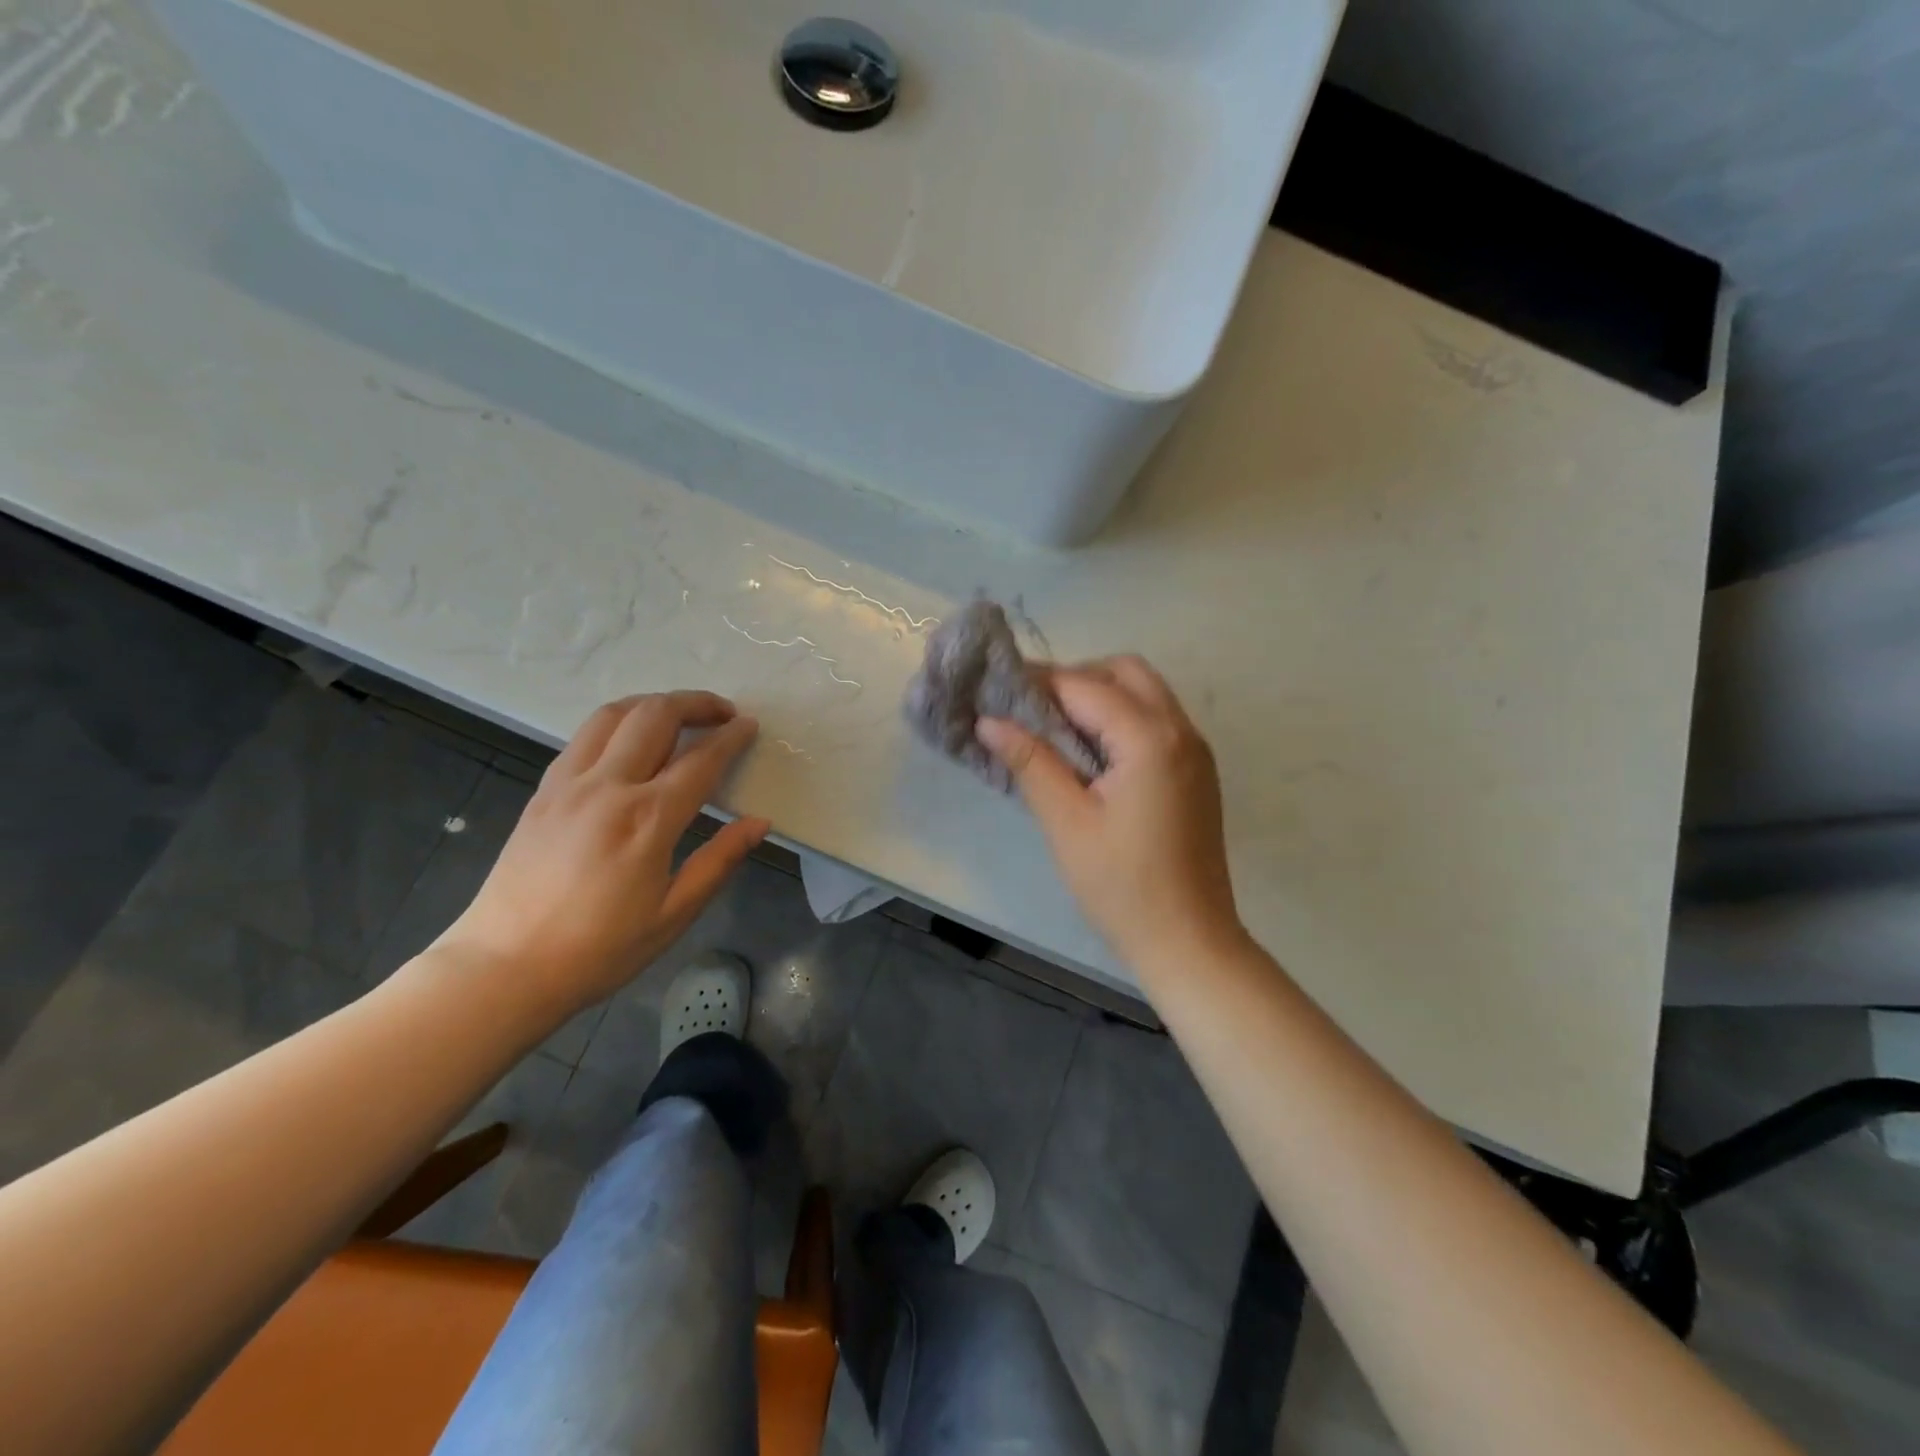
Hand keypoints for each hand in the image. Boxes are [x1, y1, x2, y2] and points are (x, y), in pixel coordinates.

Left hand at [435, 692, 769, 1019]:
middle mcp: (608, 787)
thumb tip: (759, 823)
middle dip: (696, 703)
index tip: (750, 726)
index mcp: (647, 819)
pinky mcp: (543, 791)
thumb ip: (719, 861)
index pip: (701, 759)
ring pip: (614, 714)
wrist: (504, 968)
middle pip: (656, 716)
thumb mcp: (673, 914)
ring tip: (678, 713)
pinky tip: (629, 740)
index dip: (731, 737)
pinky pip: (584, 737)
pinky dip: (616, 722)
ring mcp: (568, 784)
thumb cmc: (599, 950)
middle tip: (722, 712)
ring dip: (653, 703)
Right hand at [977, 657, 1244, 971]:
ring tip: (1055, 731)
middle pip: (1125, 672)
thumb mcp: (1067, 823)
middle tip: (1032, 711)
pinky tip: (1091, 753)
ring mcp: (1195, 750)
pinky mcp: (1197, 772)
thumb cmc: (1122, 887)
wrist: (1189, 942)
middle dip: (1075, 678)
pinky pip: (1157, 721)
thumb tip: (989, 721)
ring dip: (1100, 695)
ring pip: (1145, 693)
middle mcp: (1181, 731)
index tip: (998, 691)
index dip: (1038, 683)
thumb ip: (1031, 763)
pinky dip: (1122, 718)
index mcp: (1149, 739)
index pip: (1084, 686)